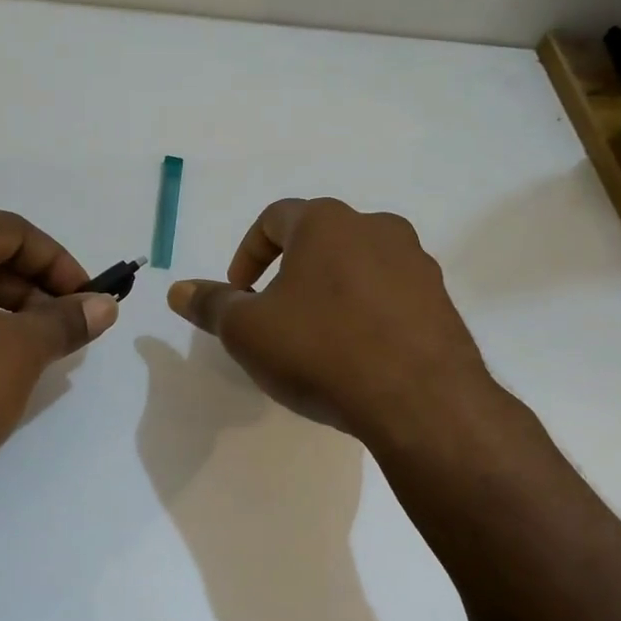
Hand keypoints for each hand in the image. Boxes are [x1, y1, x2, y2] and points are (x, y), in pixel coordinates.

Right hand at [167, 198, 496, 450]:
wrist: (420, 401)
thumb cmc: (321, 351)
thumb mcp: (248, 332)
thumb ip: (211, 305)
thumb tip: (179, 289)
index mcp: (326, 222)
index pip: (274, 218)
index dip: (247, 254)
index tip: (239, 294)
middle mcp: (376, 227)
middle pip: (319, 240)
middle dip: (290, 273)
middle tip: (276, 316)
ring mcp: (416, 262)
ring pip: (359, 266)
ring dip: (331, 292)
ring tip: (319, 339)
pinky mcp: (442, 300)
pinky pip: (391, 295)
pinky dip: (367, 313)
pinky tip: (360, 355)